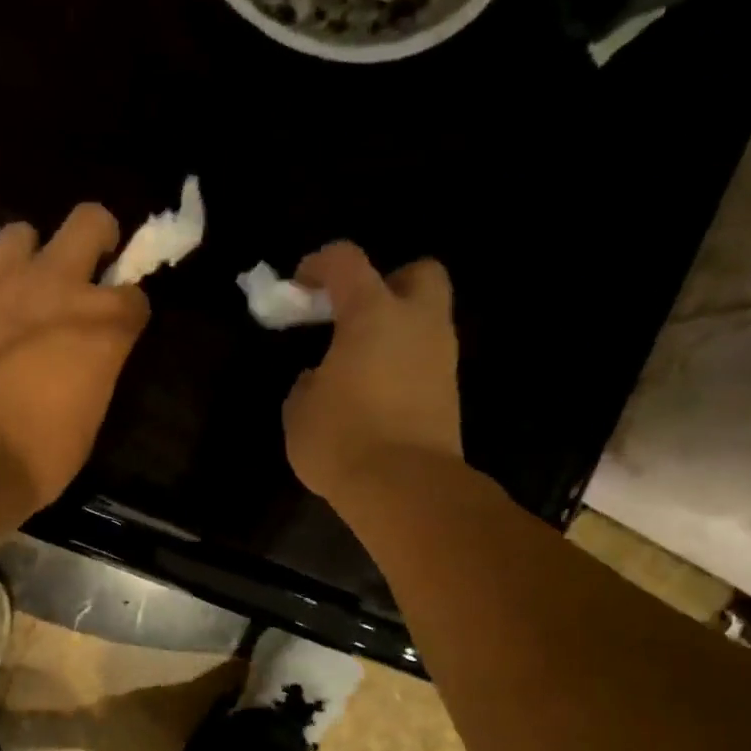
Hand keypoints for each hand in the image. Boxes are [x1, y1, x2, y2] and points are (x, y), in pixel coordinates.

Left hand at [0, 204, 149, 508]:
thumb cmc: (42, 451)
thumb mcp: (88, 416)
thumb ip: (91, 370)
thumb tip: (81, 365)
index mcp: (103, 324)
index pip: (135, 295)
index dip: (130, 310)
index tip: (122, 328)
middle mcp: (57, 287)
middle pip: (88, 222)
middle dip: (96, 236)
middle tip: (90, 268)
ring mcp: (0, 287)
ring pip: (21, 234)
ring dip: (31, 257)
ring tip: (28, 291)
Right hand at [282, 242, 462, 503]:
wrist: (405, 489)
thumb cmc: (342, 439)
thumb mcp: (299, 411)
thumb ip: (307, 383)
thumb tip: (319, 379)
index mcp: (372, 314)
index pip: (347, 261)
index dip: (320, 264)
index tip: (301, 287)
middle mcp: (417, 324)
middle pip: (419, 273)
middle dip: (388, 283)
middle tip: (356, 315)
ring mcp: (441, 359)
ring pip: (427, 321)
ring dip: (398, 330)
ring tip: (361, 364)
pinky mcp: (450, 394)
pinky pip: (427, 362)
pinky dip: (405, 365)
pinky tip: (378, 395)